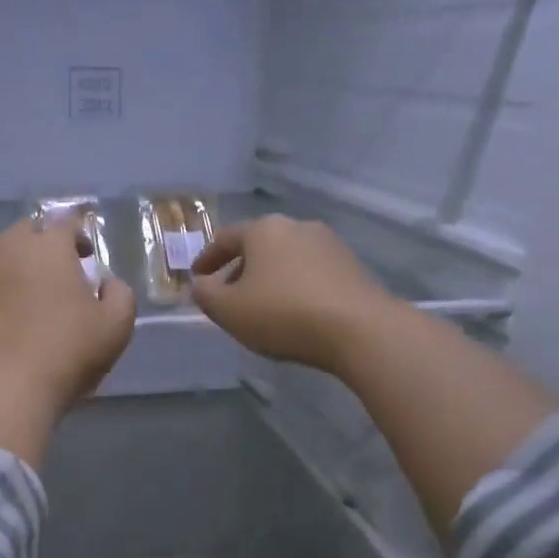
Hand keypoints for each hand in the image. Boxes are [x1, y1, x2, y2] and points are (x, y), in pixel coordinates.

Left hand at [0, 216, 135, 465]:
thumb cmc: (65, 351)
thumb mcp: (116, 326)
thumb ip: (119, 295)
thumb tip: (107, 284)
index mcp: (46, 246)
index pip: (65, 222)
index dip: (79, 236)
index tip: (87, 256)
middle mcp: (3, 249)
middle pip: (26, 235)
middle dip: (42, 248)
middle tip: (57, 276)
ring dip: (12, 272)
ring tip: (26, 302)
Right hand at [190, 215, 392, 373]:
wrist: (361, 330)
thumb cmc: (283, 314)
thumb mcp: (229, 310)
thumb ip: (205, 295)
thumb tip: (200, 285)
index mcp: (263, 230)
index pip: (225, 238)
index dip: (206, 259)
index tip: (197, 278)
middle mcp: (297, 227)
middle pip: (258, 246)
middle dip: (239, 270)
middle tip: (228, 296)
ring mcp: (329, 244)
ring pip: (286, 259)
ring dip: (269, 279)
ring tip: (262, 308)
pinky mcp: (352, 266)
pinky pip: (311, 273)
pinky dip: (295, 287)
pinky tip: (294, 313)